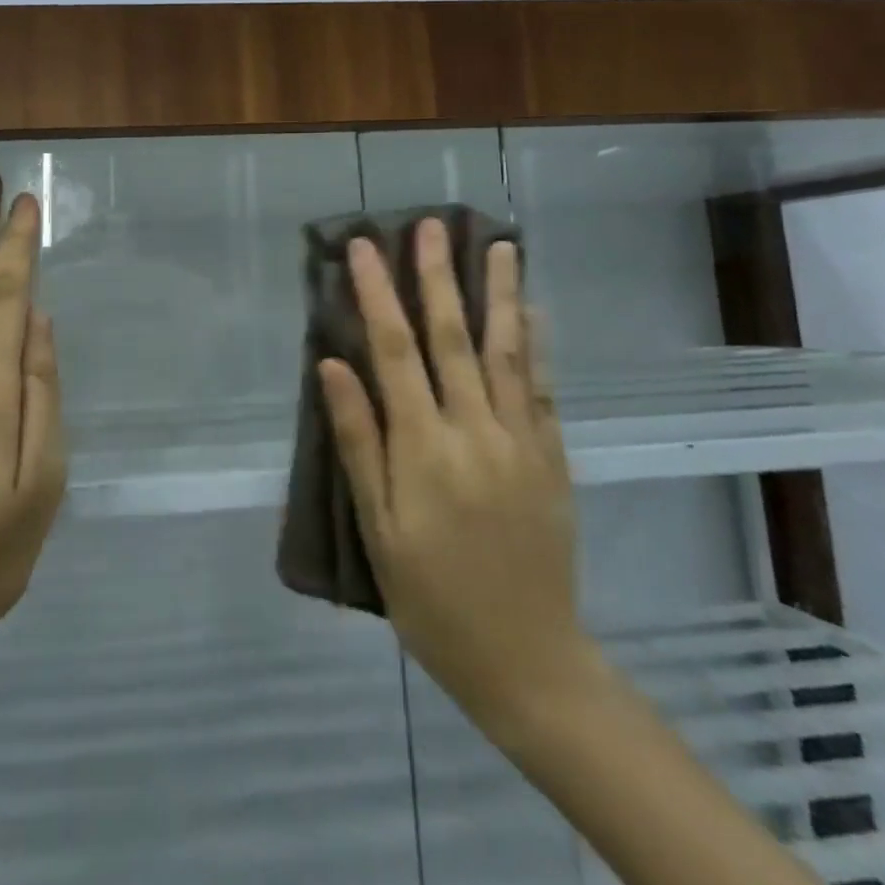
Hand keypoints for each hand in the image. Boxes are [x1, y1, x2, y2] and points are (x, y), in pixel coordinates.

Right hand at [319, 224, 601, 731]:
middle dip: (438, 277)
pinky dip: (535, 345)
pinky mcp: (552, 458)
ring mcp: (522, 442)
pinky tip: (533, 312)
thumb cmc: (431, 598)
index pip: (394, 352)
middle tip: (430, 225)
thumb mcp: (376, 529)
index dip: (378, 295)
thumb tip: (332, 366)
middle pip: (453, 338)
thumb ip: (357, 441)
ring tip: (498, 245)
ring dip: (499, 294)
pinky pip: (541, 389)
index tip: (365, 248)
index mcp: (424, 450)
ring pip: (507, 352)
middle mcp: (476, 432)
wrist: (527, 660)